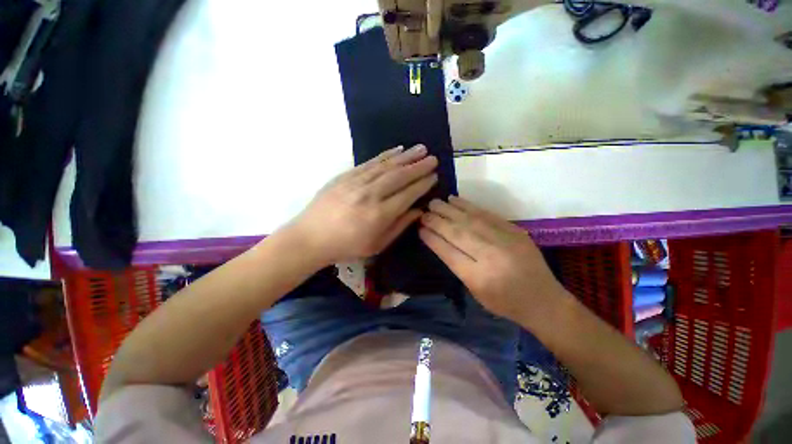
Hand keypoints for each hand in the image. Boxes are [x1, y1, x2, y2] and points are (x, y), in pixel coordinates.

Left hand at [289, 145, 437, 265]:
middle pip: (399, 176)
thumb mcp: (376, 245)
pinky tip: (397, 150)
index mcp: (379, 215)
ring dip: (406, 156)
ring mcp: (356, 183)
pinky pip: (369, 163)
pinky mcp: (345, 176)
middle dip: (419, 166)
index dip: (423, 184)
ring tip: (421, 149)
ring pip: (386, 166)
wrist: (310, 237)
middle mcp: (370, 195)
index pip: (408, 194)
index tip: (434, 176)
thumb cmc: (346, 246)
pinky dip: (385, 155)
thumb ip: (399, 226)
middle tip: (433, 159)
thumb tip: (419, 211)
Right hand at [419, 196, 566, 323]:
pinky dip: (468, 206)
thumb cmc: (504, 302)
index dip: (432, 238)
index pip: (448, 252)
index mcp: (479, 277)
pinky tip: (455, 200)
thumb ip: (456, 265)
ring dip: (449, 210)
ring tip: (434, 202)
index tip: (420, 228)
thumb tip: (438, 241)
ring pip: (470, 220)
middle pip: (458, 233)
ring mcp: (505, 240)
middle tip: (423, 212)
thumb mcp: (475, 291)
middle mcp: (491, 256)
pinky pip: (486, 214)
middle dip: (437, 221)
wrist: (544, 300)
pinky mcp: (514, 230)